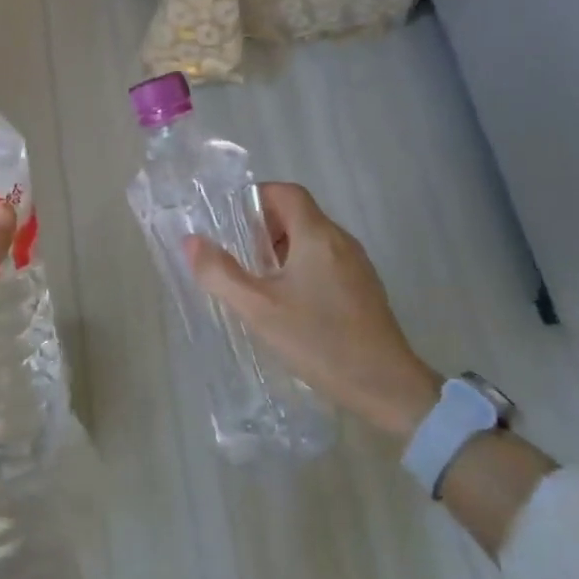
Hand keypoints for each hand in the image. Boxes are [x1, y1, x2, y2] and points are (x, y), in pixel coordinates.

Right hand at [183, 183, 440, 441]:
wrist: (387, 386)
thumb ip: (220, 273)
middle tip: (238, 256)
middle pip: (298, 214)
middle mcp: (341, 241)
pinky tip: (288, 303)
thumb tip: (191, 241)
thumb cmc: (319, 341)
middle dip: (264, 228)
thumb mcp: (259, 309)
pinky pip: (326, 261)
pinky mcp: (363, 289)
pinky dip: (301, 268)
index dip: (255, 199)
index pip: (285, 192)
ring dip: (281, 250)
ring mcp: (357, 265)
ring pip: (312, 239)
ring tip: (258, 281)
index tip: (230, 223)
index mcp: (317, 235)